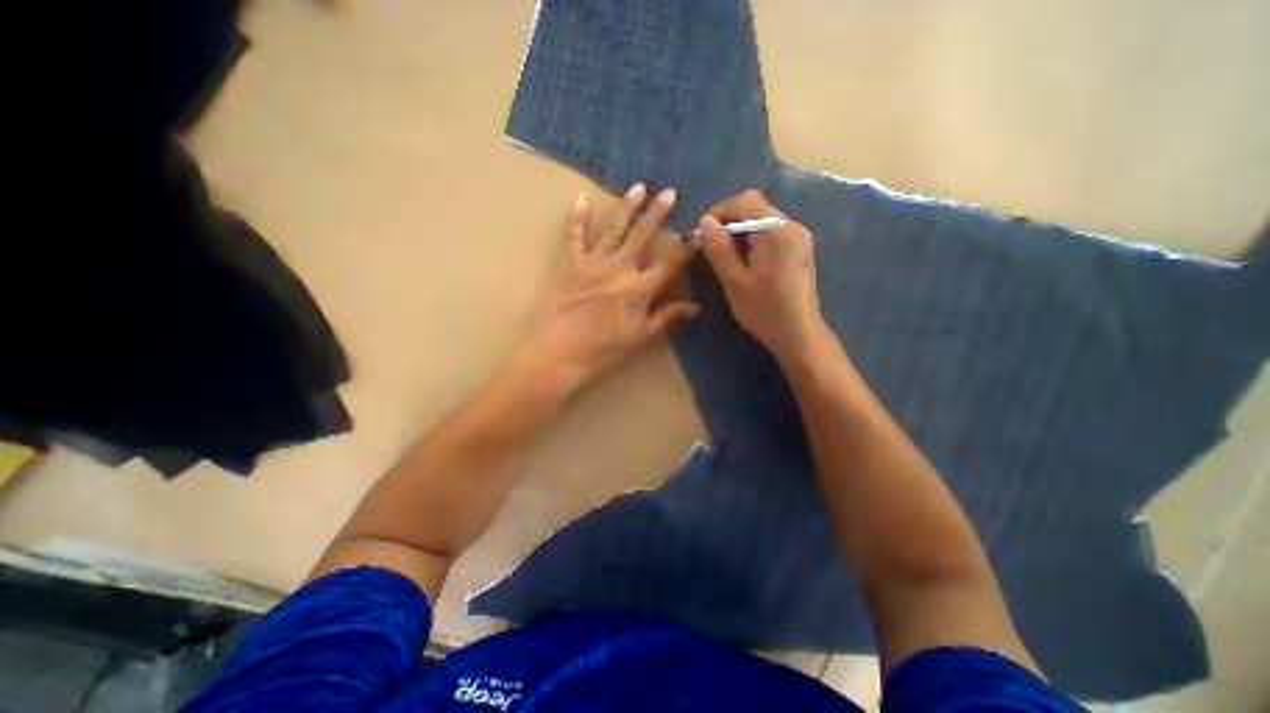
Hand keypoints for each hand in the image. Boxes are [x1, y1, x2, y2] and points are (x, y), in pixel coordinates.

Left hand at [509, 181, 704, 397]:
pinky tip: (580, 198)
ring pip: (614, 229)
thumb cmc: (602, 349)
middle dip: (657, 214)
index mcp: (639, 289)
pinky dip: (577, 217)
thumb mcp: (639, 337)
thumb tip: (695, 307)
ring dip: (627, 207)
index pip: (669, 265)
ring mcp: (593, 263)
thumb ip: (666, 318)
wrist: (558, 351)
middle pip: (642, 236)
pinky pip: (574, 236)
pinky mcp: (571, 264)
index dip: (686, 249)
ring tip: (638, 187)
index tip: (699, 233)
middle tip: (669, 192)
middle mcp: (619, 268)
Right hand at [692, 189, 823, 360]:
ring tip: (727, 255)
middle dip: (730, 220)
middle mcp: (792, 226)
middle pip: (756, 206)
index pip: (745, 201)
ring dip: (741, 230)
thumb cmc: (764, 311)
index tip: (703, 233)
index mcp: (776, 231)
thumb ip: (719, 248)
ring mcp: (799, 236)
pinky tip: (746, 260)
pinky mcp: (800, 248)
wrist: (799, 334)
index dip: (720, 211)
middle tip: (713, 245)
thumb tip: (704, 221)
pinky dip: (754, 237)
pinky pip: (772, 230)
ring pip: (763, 218)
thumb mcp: (734, 282)